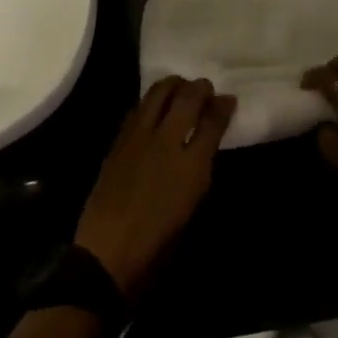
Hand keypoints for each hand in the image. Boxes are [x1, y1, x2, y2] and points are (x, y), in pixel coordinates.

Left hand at [75, 78, 236, 301]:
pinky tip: (155, 107)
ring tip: (180, 88)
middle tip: (205, 88)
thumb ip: (200, 168)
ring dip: (173, 85)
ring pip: (158, 93)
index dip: (223, 106)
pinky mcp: (118, 140)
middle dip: (200, 87)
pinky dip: (151, 101)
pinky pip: (138, 108)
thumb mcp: (191, 206)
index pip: (213, 122)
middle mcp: (167, 142)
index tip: (228, 99)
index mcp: (192, 166)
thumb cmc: (158, 243)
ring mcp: (139, 137)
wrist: (108, 252)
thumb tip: (205, 142)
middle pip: (187, 98)